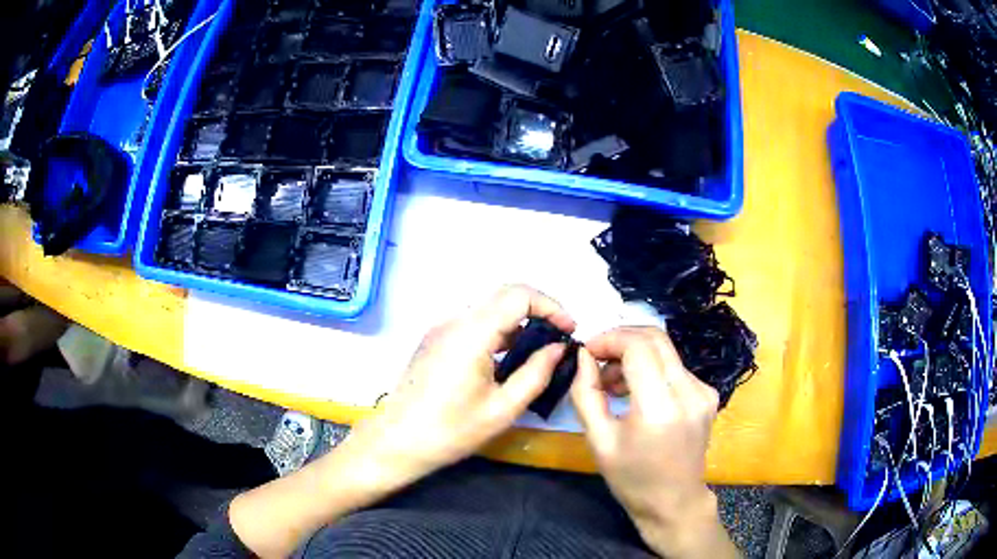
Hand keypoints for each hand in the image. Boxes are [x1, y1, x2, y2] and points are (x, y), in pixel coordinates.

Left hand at [346, 285, 575, 485]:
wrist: (397, 441)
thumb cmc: (451, 431)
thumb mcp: (503, 409)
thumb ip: (536, 373)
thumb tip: (558, 347)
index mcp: (471, 333)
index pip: (518, 295)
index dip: (550, 306)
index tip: (569, 330)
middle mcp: (454, 320)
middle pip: (504, 296)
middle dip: (538, 311)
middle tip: (559, 339)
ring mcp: (441, 328)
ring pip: (489, 310)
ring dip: (518, 322)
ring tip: (539, 352)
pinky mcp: (435, 340)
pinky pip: (474, 324)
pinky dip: (499, 332)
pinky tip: (508, 360)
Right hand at [571, 327, 736, 558]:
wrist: (674, 502)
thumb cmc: (632, 479)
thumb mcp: (599, 441)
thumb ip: (586, 393)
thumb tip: (583, 356)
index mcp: (660, 408)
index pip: (638, 346)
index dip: (609, 339)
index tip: (588, 351)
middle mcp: (689, 392)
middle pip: (655, 338)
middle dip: (621, 340)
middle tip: (598, 360)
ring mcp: (704, 392)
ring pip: (665, 351)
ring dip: (635, 355)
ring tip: (613, 383)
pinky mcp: (708, 394)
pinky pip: (675, 367)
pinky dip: (651, 369)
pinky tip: (637, 392)